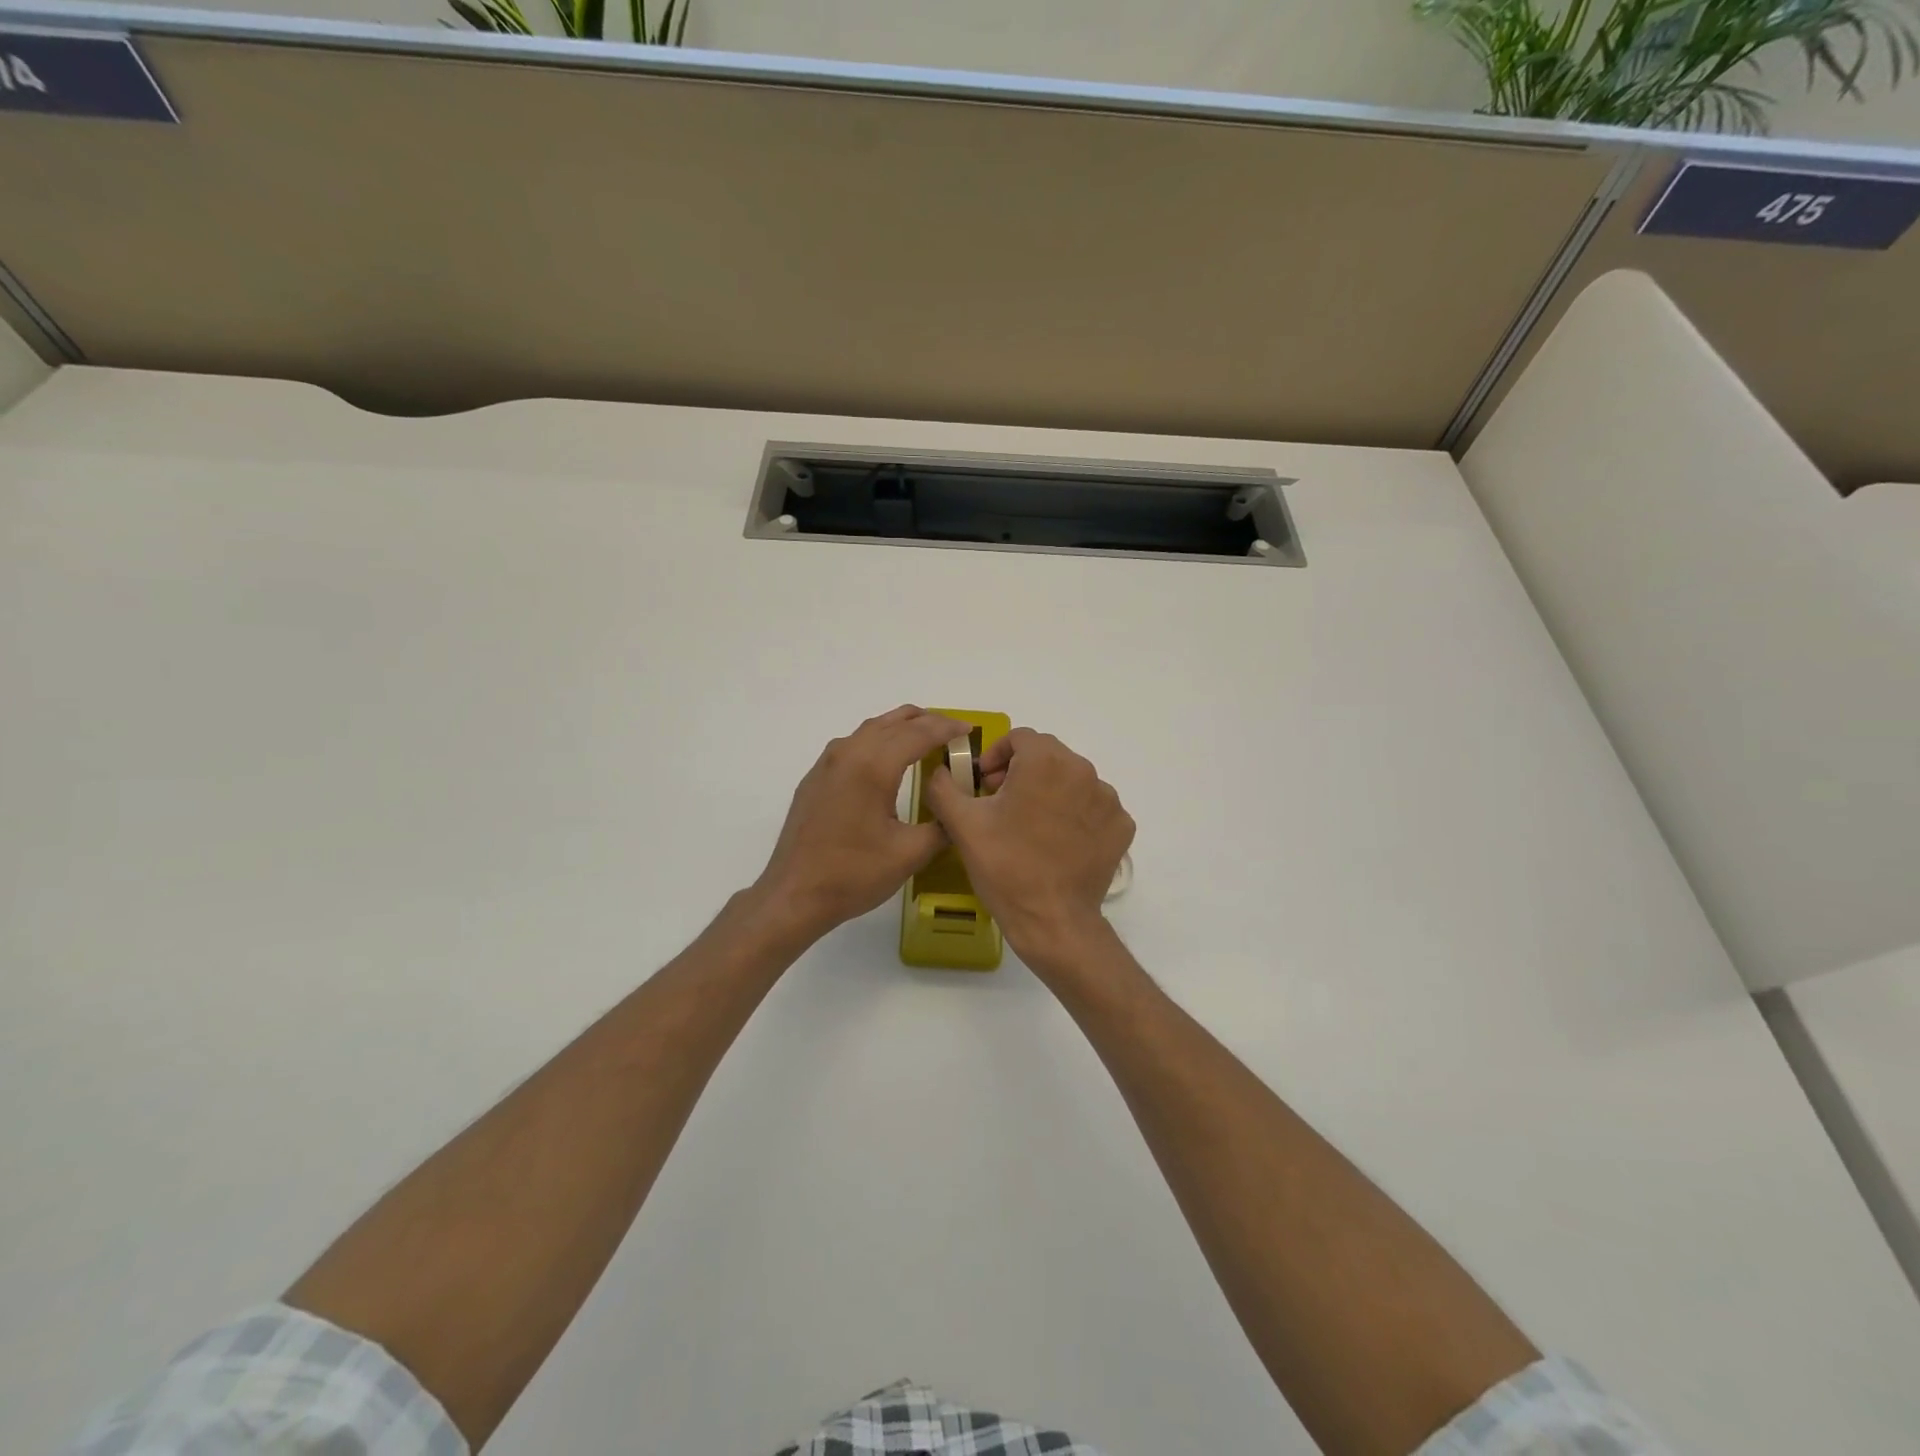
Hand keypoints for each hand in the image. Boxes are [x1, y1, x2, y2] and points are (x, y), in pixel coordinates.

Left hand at [752, 706, 970, 943]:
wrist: (794, 894)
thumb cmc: (854, 874)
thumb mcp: (910, 853)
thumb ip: (942, 826)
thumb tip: (956, 812)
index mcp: (873, 766)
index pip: (918, 733)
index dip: (947, 729)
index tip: (969, 731)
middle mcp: (848, 753)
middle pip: (893, 722)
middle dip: (926, 722)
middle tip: (952, 731)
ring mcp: (827, 763)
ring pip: (870, 729)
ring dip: (900, 726)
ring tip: (925, 736)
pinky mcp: (815, 778)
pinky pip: (853, 744)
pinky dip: (878, 740)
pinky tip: (887, 760)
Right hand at [924, 728, 1134, 976]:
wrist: (1053, 922)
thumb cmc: (1005, 866)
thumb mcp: (962, 824)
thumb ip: (943, 786)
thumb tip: (940, 770)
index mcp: (1045, 761)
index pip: (1020, 737)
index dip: (996, 755)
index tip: (984, 783)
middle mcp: (1083, 770)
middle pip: (1048, 755)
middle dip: (1022, 771)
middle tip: (1001, 803)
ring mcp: (1108, 799)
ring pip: (1072, 780)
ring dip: (1049, 791)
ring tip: (1030, 825)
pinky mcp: (1121, 826)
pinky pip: (1093, 807)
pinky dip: (1075, 815)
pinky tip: (1057, 841)